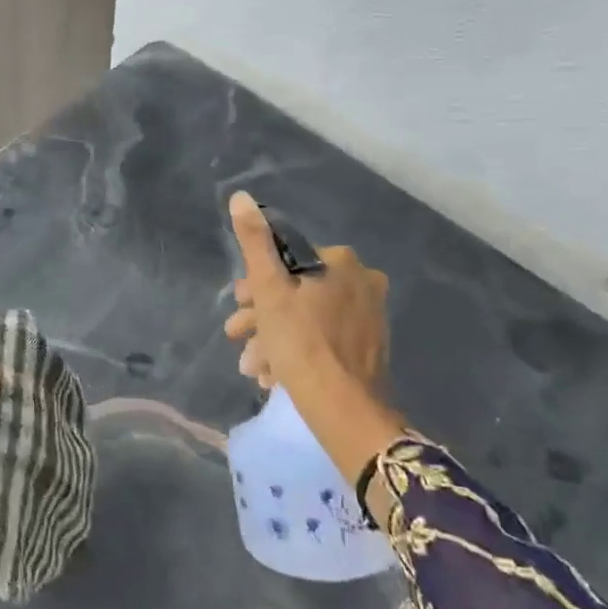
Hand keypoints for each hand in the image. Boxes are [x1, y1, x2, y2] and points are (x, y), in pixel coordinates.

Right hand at [223, 192, 404, 482]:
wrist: (345, 412)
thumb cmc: (302, 344)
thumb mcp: (269, 289)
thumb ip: (255, 242)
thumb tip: (241, 196)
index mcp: (341, 263)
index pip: (287, 259)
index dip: (256, 283)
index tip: (239, 305)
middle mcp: (362, 283)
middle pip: (297, 290)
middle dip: (261, 315)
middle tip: (237, 336)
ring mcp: (369, 317)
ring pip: (307, 318)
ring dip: (273, 338)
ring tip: (253, 367)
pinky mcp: (369, 348)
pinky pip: (324, 339)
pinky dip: (297, 351)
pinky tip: (274, 376)